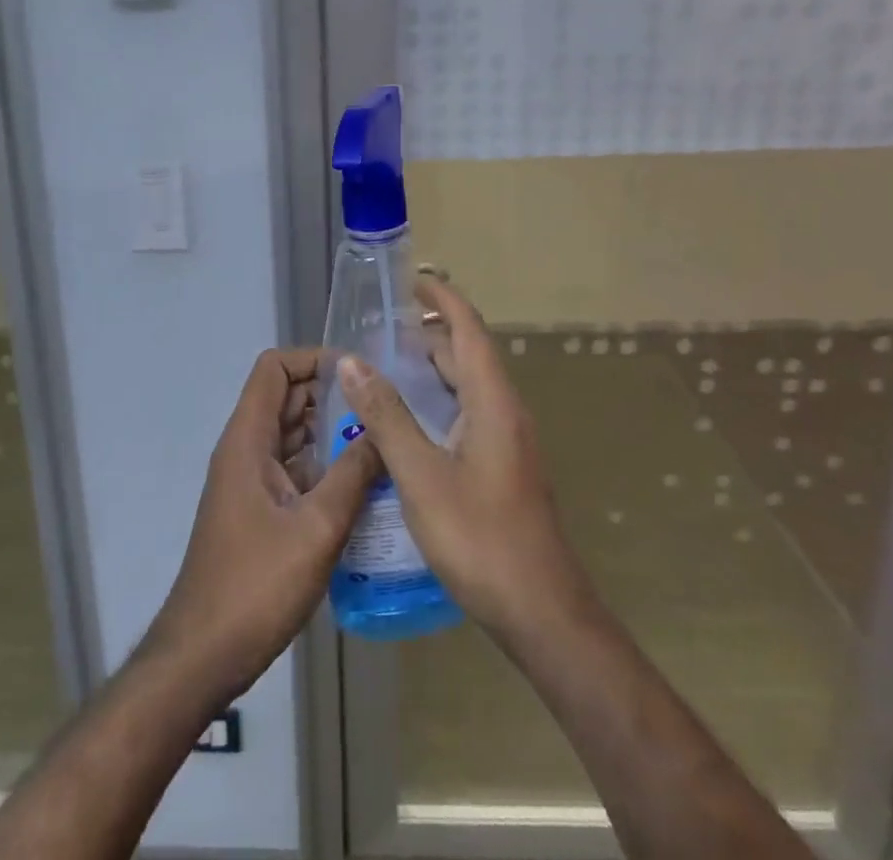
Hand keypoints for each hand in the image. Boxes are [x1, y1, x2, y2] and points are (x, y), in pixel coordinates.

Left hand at [145, 348, 379, 700]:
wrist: (202, 656)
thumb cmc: (255, 586)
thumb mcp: (317, 528)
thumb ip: (353, 474)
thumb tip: (384, 431)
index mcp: (248, 440)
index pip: (274, 368)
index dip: (313, 360)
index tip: (359, 373)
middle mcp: (245, 450)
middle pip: (286, 397)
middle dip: (332, 394)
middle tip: (383, 407)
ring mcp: (250, 481)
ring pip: (292, 434)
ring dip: (331, 431)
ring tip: (382, 439)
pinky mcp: (258, 509)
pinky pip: (294, 468)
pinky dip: (324, 465)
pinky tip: (363, 483)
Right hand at [339, 276, 592, 641]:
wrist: (541, 611)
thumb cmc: (480, 538)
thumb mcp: (421, 475)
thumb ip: (386, 416)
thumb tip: (351, 362)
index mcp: (492, 401)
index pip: (468, 329)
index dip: (442, 299)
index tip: (410, 280)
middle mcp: (505, 411)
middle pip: (467, 354)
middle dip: (428, 334)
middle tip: (380, 329)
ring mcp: (508, 440)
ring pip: (468, 386)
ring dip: (432, 369)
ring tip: (386, 367)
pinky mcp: (504, 465)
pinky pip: (469, 413)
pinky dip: (439, 400)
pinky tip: (408, 423)